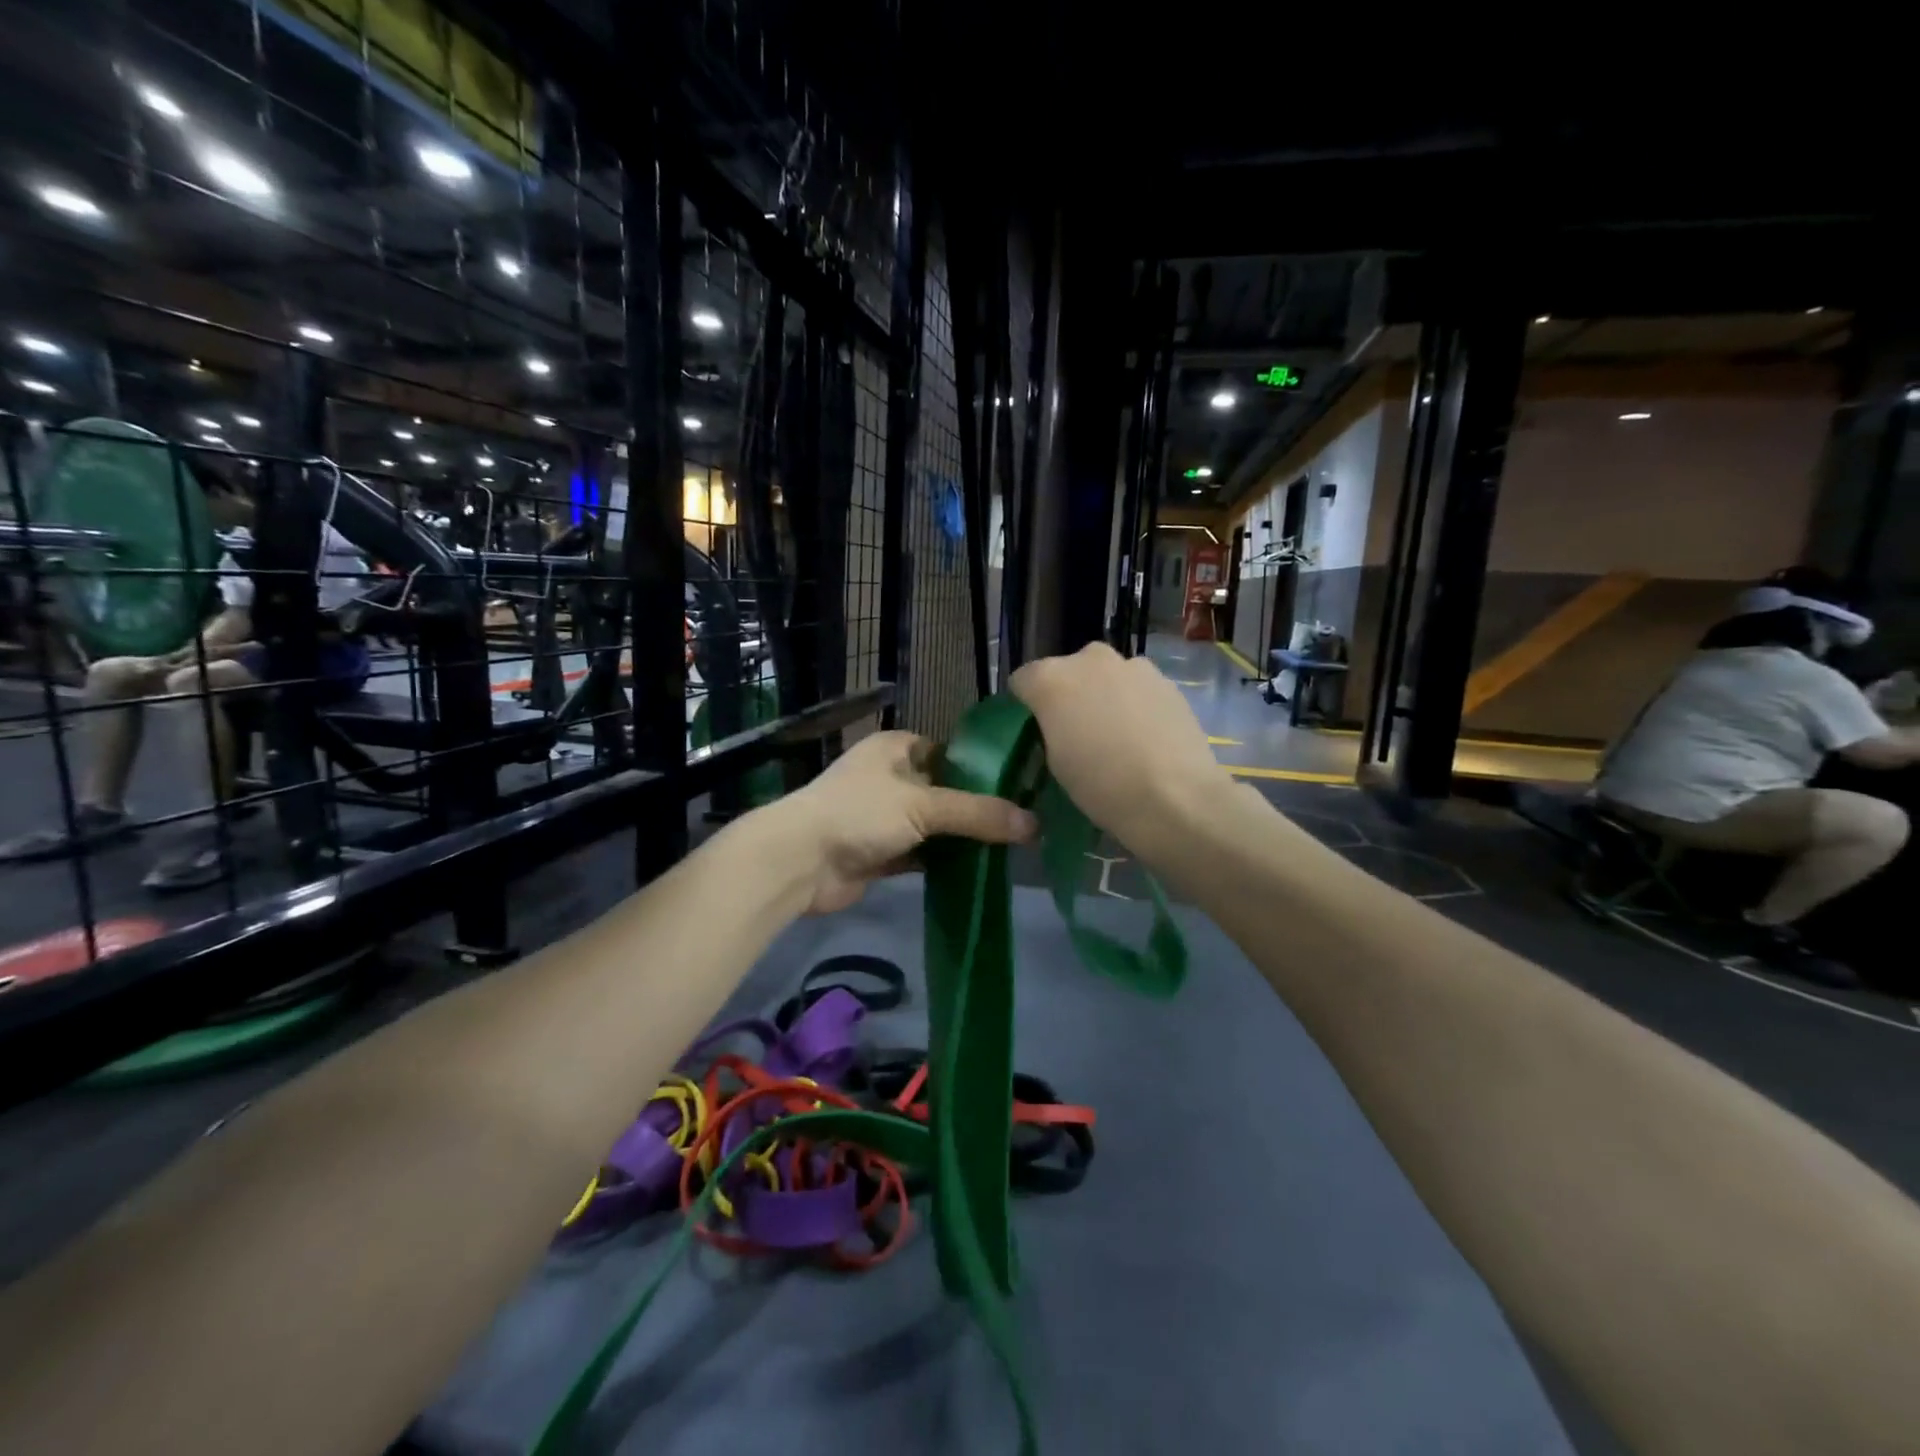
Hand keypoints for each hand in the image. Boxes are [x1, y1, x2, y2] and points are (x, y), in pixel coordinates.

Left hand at [769, 730, 1037, 914]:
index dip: (982, 769)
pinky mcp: (880, 852)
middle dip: (976, 809)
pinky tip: (979, 869)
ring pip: (933, 825)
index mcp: (895, 748)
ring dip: (961, 838)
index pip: (949, 752)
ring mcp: (883, 817)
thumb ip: (978, 813)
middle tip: (1023, 824)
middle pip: (944, 791)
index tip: (1020, 787)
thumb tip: (1034, 824)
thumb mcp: (923, 805)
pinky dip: (944, 861)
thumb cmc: (860, 813)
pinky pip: (921, 853)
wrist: (800, 862)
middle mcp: (890, 777)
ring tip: (1011, 848)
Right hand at [1010, 642, 1232, 855]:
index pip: (1023, 680)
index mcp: (1051, 680)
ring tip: (1116, 735)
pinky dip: (1134, 703)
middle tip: (1077, 731)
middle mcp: (1089, 660)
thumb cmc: (1102, 787)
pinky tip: (1145, 736)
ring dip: (1103, 695)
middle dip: (1068, 694)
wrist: (1176, 797)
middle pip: (1067, 671)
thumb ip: (1051, 730)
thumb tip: (1061, 724)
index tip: (1035, 729)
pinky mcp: (1165, 680)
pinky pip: (1137, 687)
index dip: (1026, 704)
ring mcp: (1132, 666)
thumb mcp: (1055, 763)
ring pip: (1105, 676)